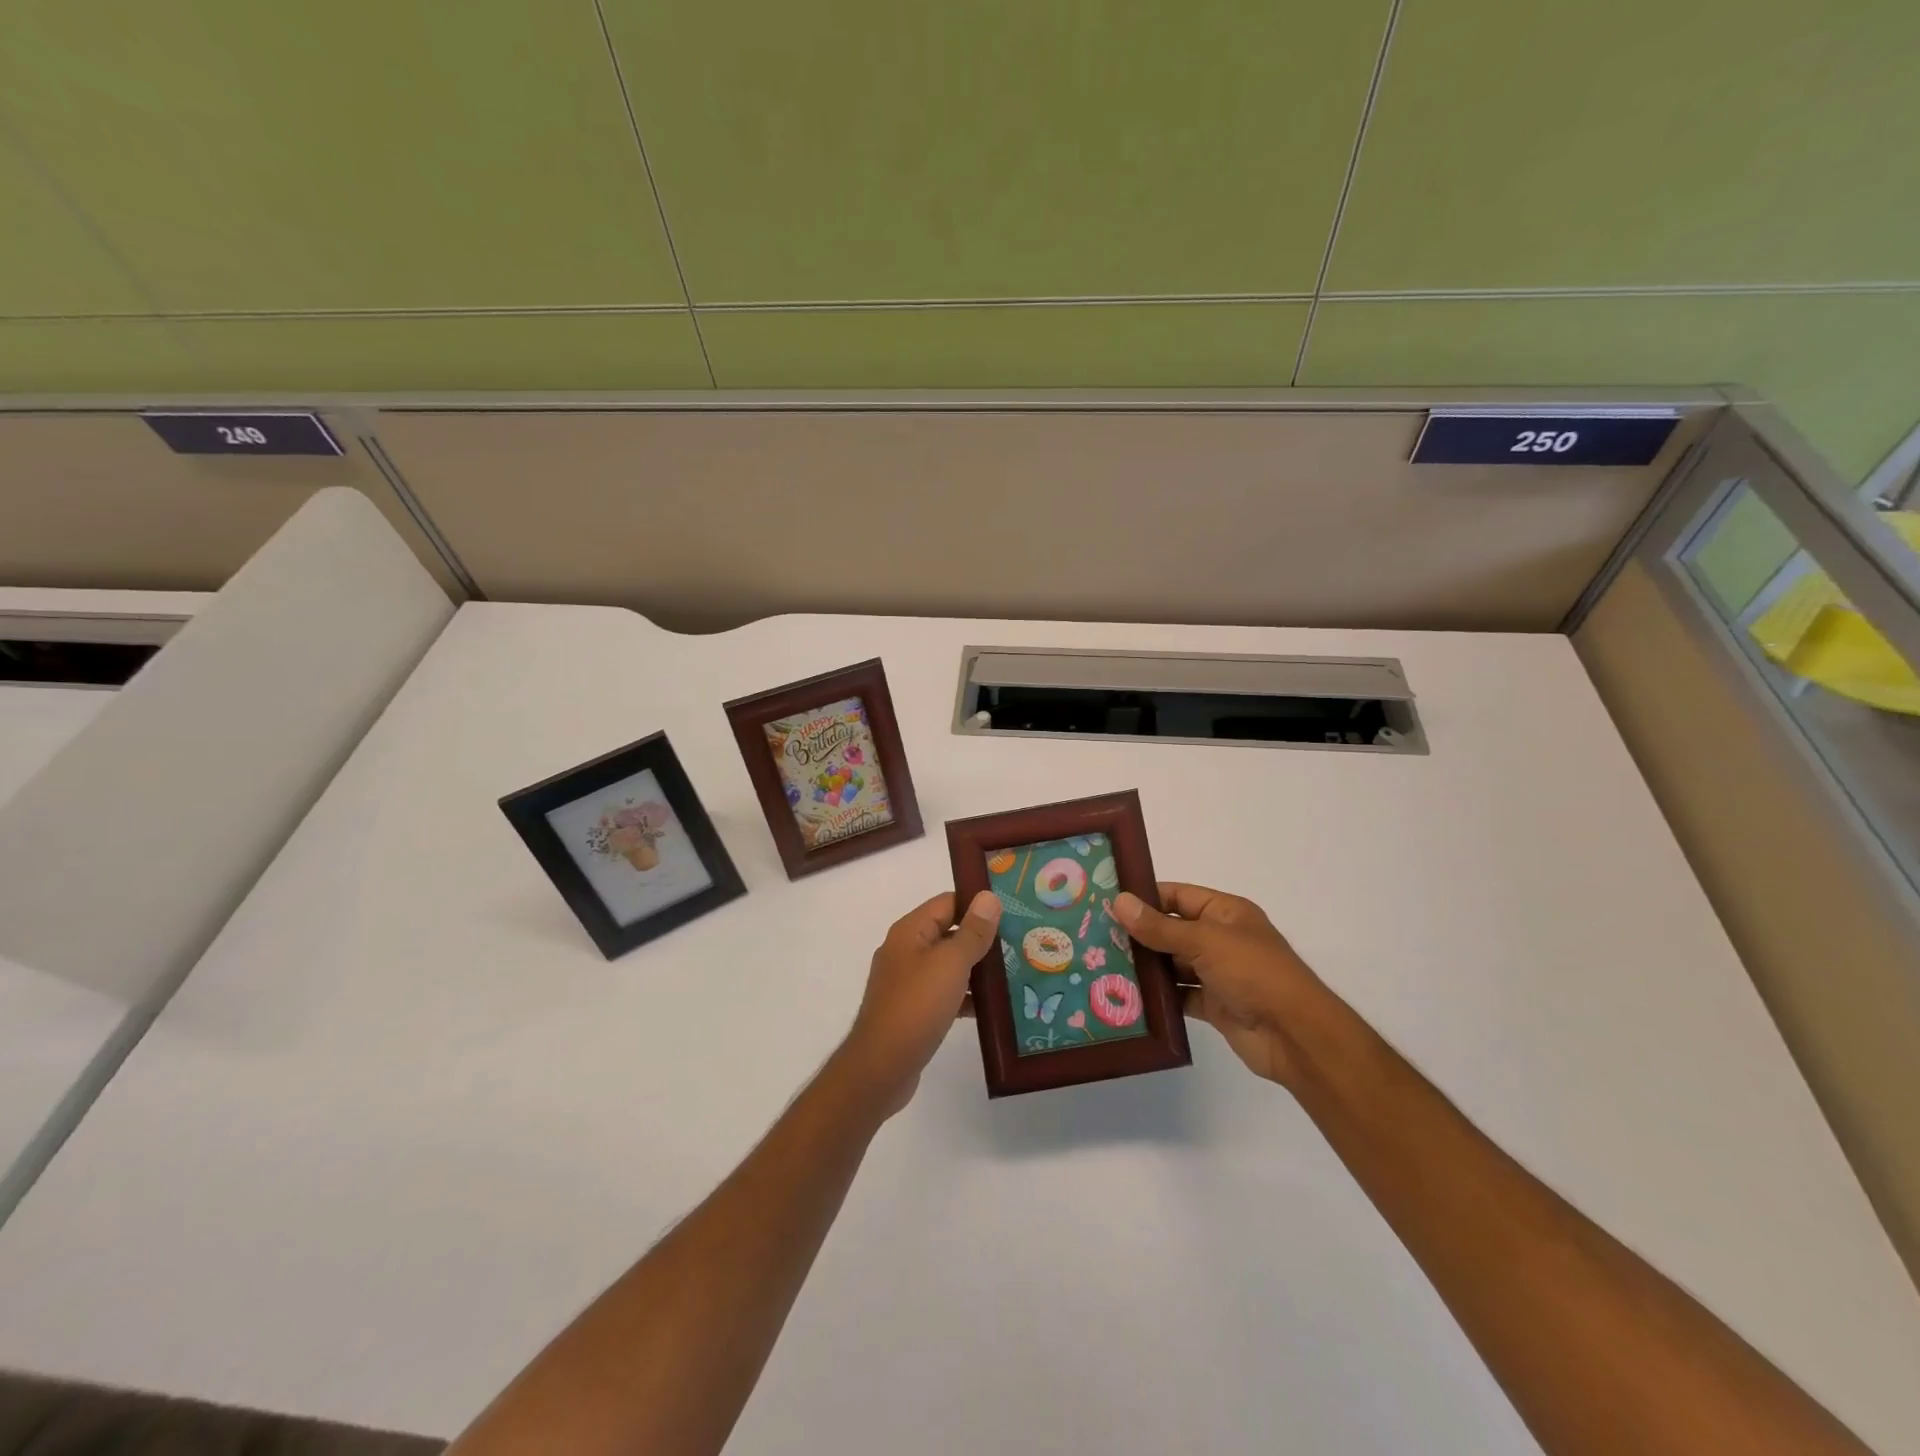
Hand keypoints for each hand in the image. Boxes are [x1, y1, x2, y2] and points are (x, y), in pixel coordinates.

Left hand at [836, 890, 1001, 1118]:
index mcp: (910, 931)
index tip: (1013, 909)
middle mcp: (906, 951)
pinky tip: (994, 1008)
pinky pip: (945, 993)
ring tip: (1017, 971)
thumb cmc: (916, 1007)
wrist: (881, 1068)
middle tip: (1022, 941)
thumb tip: (988, 896)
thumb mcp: (950, 964)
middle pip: (949, 932)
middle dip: (983, 937)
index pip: (947, 902)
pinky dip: (967, 996)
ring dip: (978, 968)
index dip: (978, 903)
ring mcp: (908, 982)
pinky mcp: (913, 1011)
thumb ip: (972, 932)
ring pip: (949, 965)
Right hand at [1113, 883, 1328, 1086]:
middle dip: (1139, 934)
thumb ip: (1160, 926)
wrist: (1296, 1036)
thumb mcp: (1205, 941)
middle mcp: (1221, 939)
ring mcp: (1218, 973)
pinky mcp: (1214, 1005)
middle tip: (1095, 935)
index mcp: (1225, 912)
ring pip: (1173, 964)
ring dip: (1146, 967)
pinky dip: (1159, 997)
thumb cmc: (1254, 972)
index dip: (1145, 897)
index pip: (1178, 896)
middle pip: (1172, 930)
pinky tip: (1128, 997)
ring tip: (1102, 965)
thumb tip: (1119, 901)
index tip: (1107, 901)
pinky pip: (1180, 996)